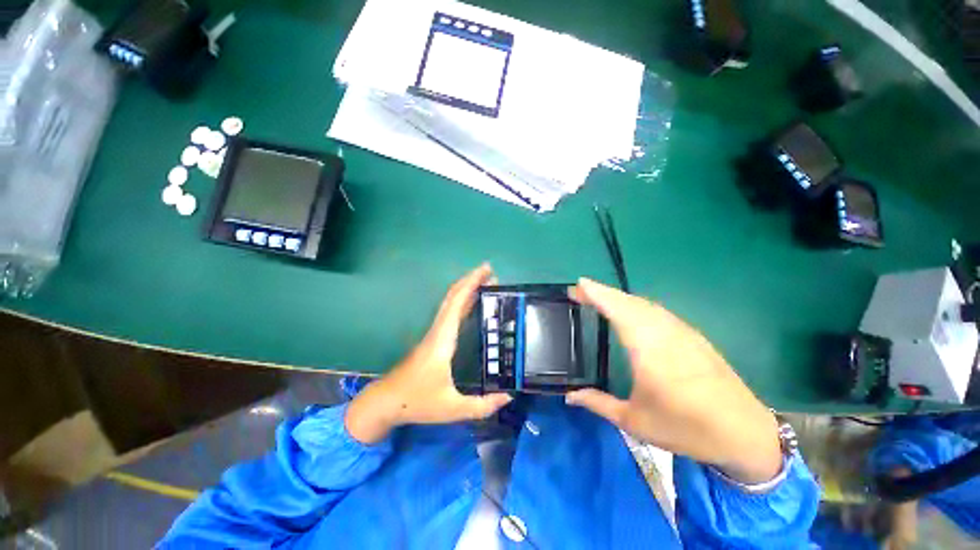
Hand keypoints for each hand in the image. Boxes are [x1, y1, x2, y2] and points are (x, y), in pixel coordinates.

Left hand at [345, 264, 512, 443]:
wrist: (386, 402)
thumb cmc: (417, 402)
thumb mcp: (452, 408)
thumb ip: (482, 405)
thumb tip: (508, 397)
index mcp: (443, 339)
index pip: (457, 302)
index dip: (471, 283)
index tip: (486, 271)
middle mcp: (438, 330)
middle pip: (453, 296)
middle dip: (471, 280)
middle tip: (492, 273)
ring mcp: (434, 333)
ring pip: (450, 303)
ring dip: (467, 289)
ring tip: (486, 284)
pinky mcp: (433, 338)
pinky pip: (449, 312)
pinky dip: (462, 302)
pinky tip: (472, 304)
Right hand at [565, 278, 781, 483]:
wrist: (746, 433)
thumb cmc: (687, 428)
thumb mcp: (635, 422)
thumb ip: (598, 404)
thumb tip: (569, 396)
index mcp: (648, 349)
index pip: (618, 309)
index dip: (597, 293)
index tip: (577, 285)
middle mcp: (665, 332)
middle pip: (629, 301)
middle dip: (602, 292)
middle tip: (580, 291)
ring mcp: (682, 331)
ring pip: (644, 303)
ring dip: (619, 297)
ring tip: (599, 298)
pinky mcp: (693, 335)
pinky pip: (658, 311)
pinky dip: (637, 304)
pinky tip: (631, 311)